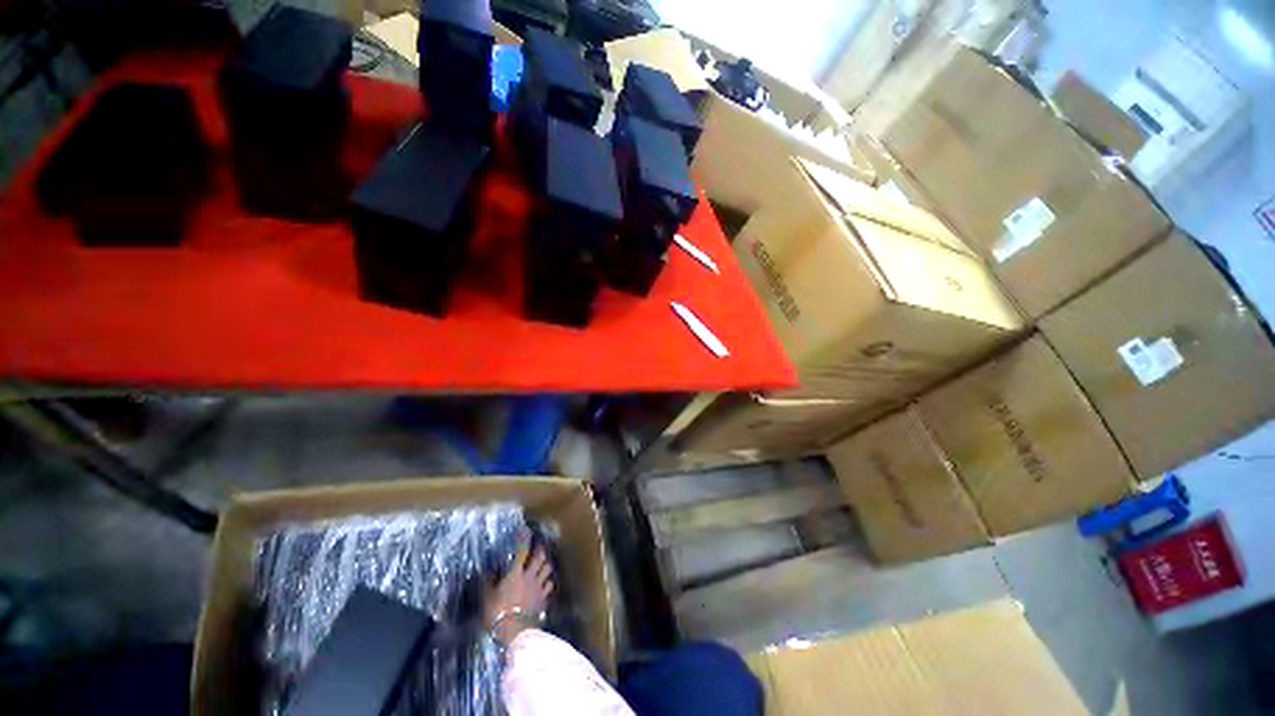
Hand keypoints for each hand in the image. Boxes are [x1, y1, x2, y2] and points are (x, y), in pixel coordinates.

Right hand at [485, 538, 552, 645]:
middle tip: (538, 547)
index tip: (526, 531)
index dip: (524, 540)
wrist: (515, 631)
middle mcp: (530, 576)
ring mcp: (538, 587)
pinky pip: (549, 585)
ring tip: (544, 563)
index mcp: (516, 573)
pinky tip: (546, 583)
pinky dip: (548, 582)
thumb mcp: (487, 597)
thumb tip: (486, 571)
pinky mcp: (543, 598)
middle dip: (540, 550)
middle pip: (540, 557)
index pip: (522, 551)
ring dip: (546, 564)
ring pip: (548, 569)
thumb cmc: (497, 613)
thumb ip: (488, 583)